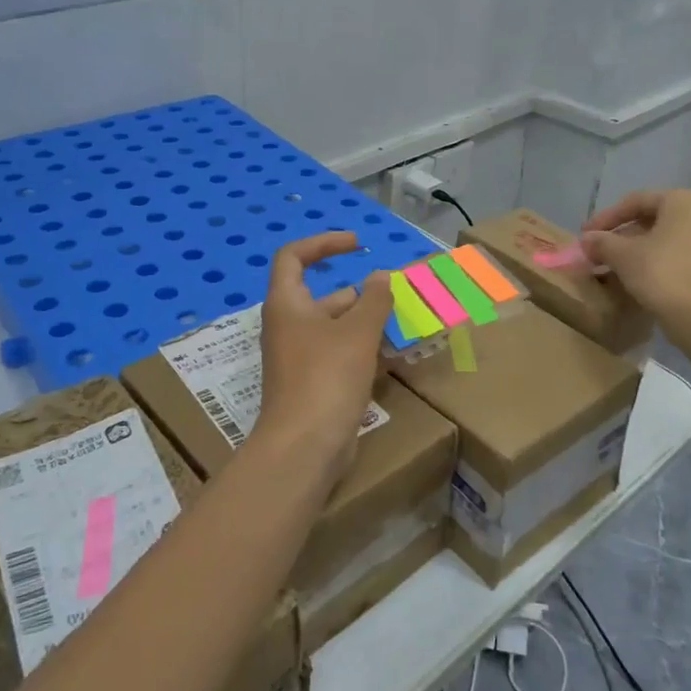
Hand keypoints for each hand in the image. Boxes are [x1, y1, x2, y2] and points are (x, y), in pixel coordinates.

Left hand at [256, 233, 392, 472]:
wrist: (304, 447)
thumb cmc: (327, 377)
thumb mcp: (357, 332)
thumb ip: (374, 300)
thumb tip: (381, 276)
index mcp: (287, 304)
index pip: (294, 256)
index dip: (324, 243)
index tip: (357, 245)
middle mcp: (288, 327)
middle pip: (323, 296)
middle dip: (360, 295)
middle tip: (396, 297)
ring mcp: (298, 358)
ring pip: (334, 329)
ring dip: (366, 325)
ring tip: (402, 326)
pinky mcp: (311, 384)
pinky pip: (338, 356)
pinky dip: (362, 351)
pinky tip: (392, 358)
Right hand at [580, 190, 690, 318]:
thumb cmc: (662, 272)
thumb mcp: (622, 254)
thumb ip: (601, 242)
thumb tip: (586, 240)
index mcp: (684, 200)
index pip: (636, 202)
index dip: (605, 218)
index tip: (585, 235)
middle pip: (652, 220)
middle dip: (621, 236)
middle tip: (597, 251)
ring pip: (664, 239)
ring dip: (635, 250)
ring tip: (610, 266)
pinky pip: (676, 255)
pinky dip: (654, 261)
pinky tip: (633, 277)